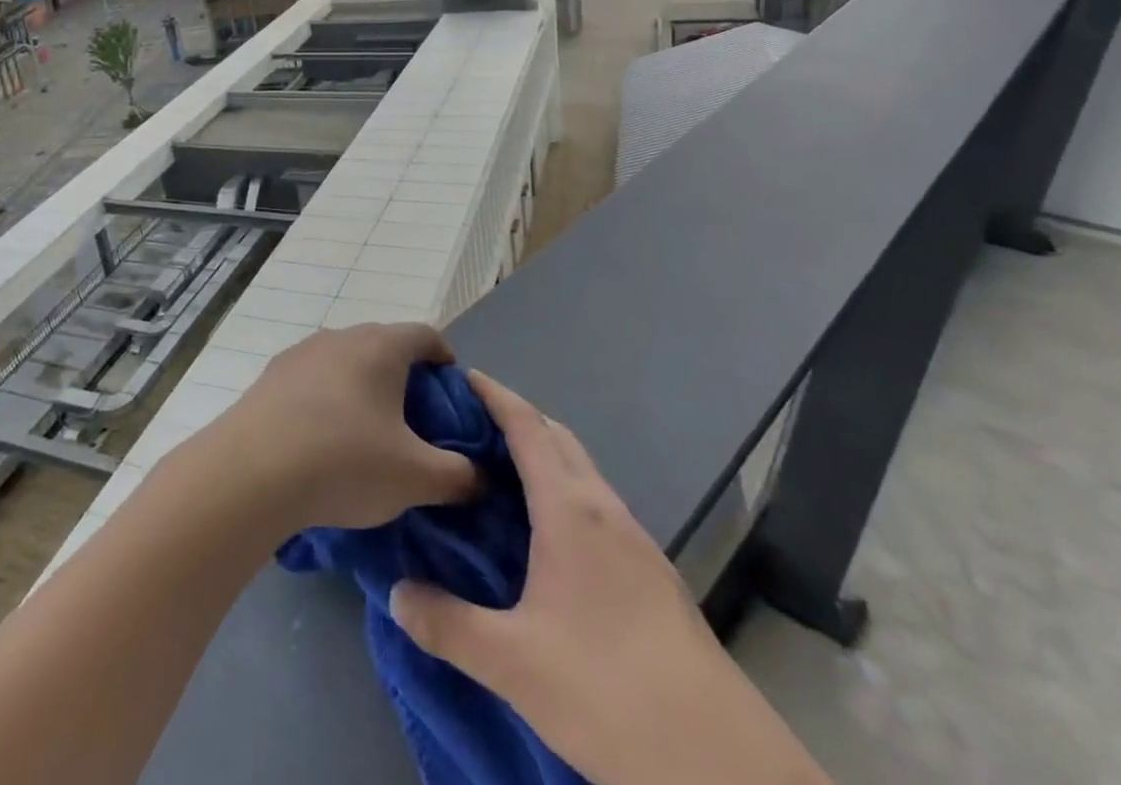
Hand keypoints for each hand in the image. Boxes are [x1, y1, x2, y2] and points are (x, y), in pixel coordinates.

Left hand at [189, 324, 478, 535]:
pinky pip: (313, 379)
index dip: (444, 358)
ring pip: (345, 361)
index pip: (425, 334)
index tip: (451, 391)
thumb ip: (458, 475)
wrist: (252, 470)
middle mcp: (340, 336)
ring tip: (368, 432)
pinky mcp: (271, 376)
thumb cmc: (345, 462)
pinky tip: (323, 439)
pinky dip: (328, 399)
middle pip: (383, 345)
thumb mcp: (416, 478)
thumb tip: (478, 475)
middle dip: (404, 377)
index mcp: (380, 347)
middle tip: (415, 421)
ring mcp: (301, 352)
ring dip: (362, 387)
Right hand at [389, 372, 827, 784]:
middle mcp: (605, 510)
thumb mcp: (514, 664)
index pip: (527, 426)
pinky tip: (547, 537)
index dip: (495, 395)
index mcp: (570, 509)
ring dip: (544, 456)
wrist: (725, 765)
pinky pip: (598, 506)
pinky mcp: (656, 575)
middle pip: (558, 438)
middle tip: (470, 426)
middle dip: (517, 418)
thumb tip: (396, 594)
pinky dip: (565, 492)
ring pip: (583, 472)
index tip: (462, 375)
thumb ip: (448, 626)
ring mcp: (637, 541)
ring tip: (501, 476)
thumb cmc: (609, 690)